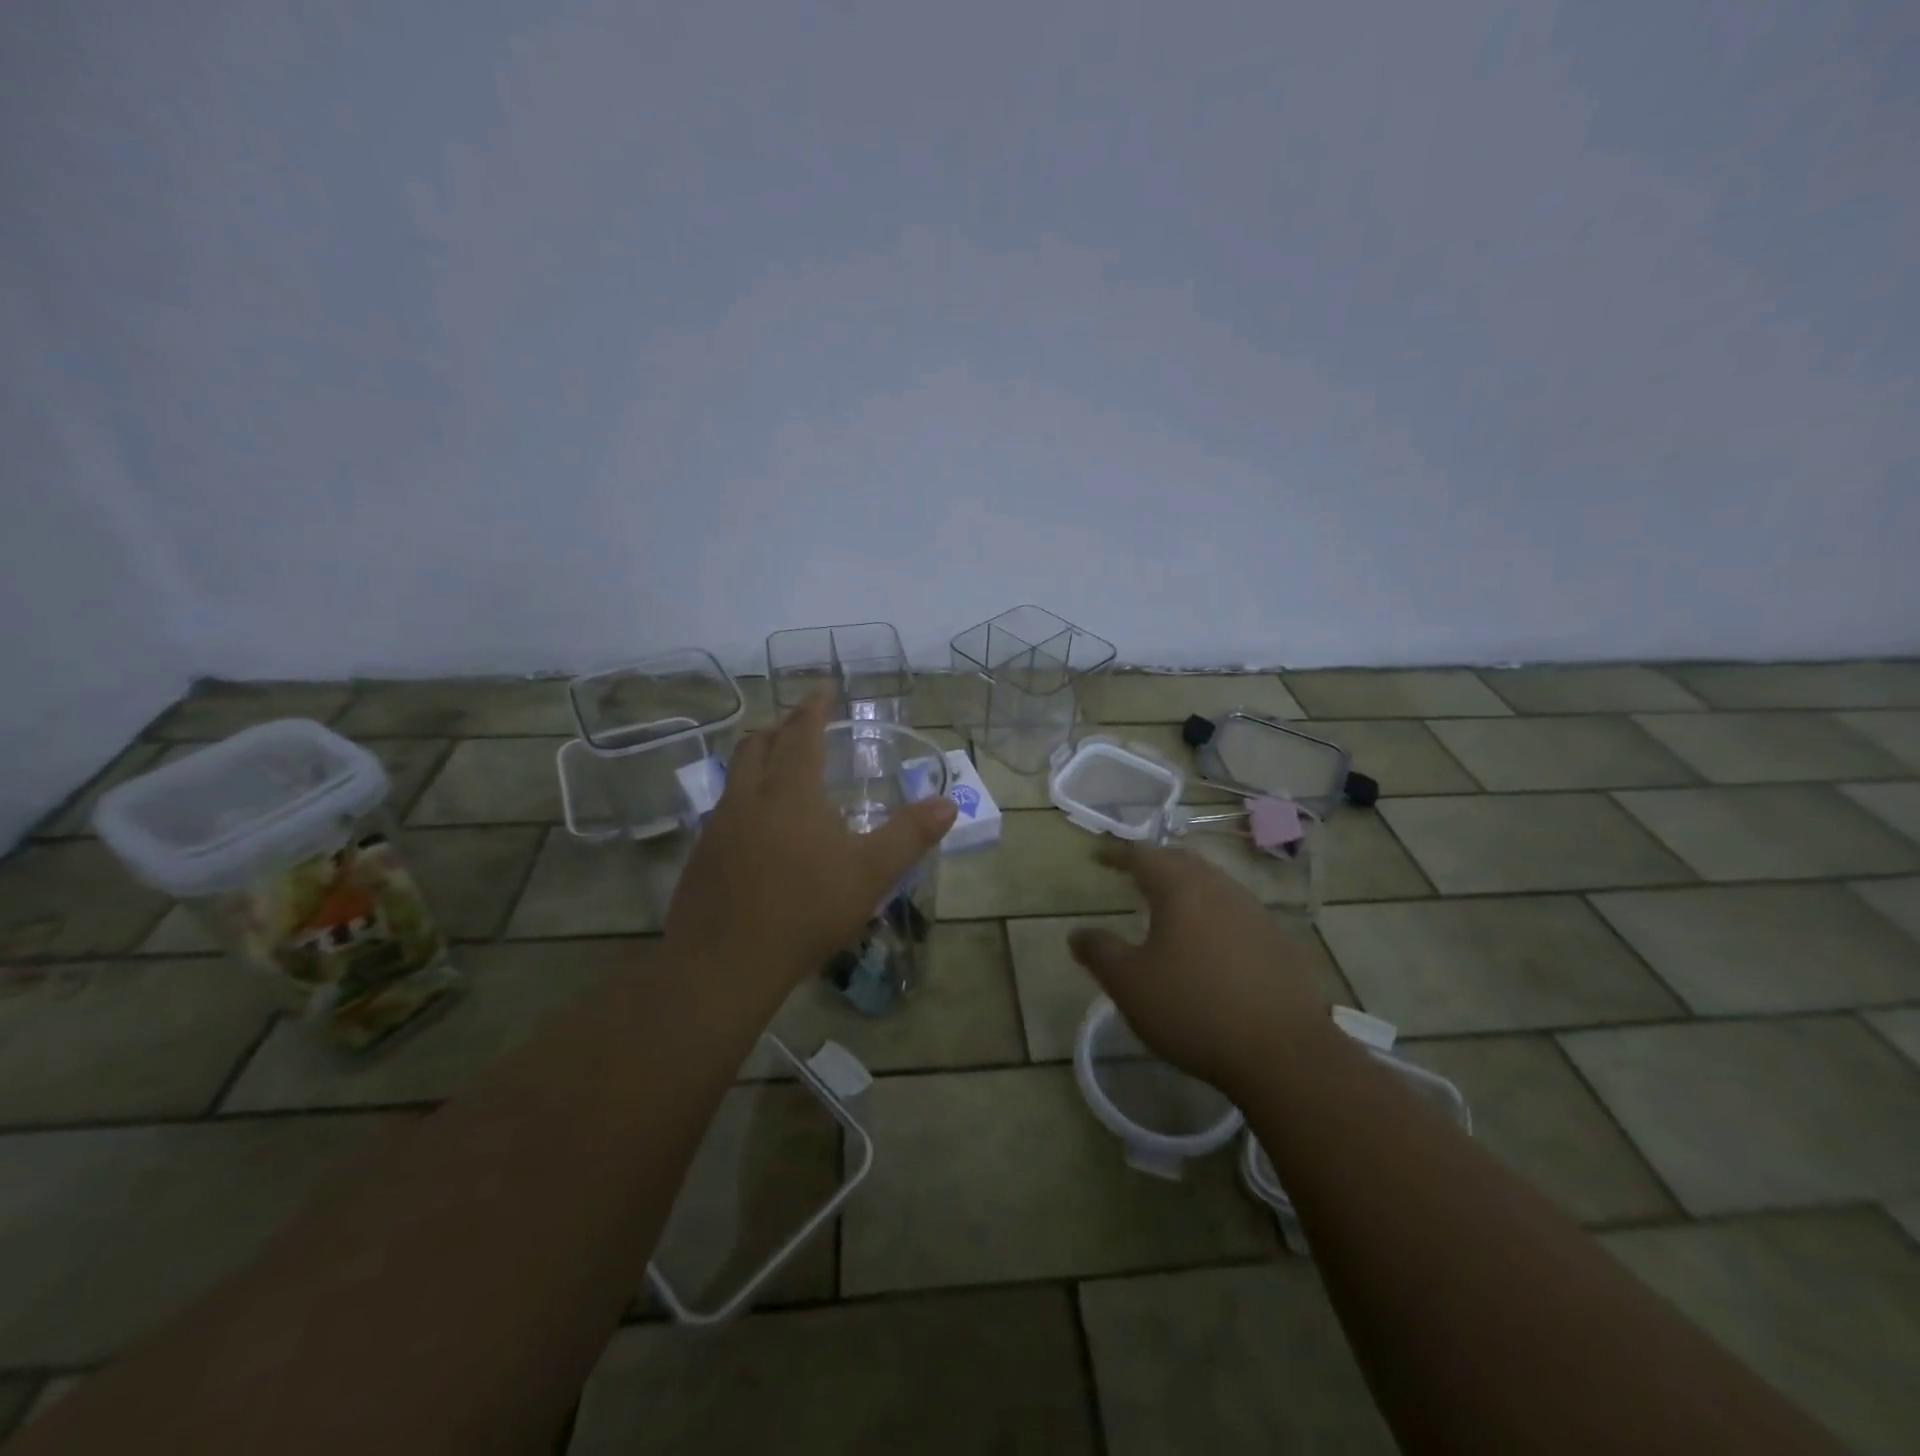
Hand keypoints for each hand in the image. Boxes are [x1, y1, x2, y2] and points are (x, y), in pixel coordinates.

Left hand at [664, 691, 957, 1000]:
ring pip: (736, 775)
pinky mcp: (701, 857)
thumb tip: (949, 803)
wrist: (724, 963)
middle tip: (798, 724)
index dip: (814, 706)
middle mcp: (748, 797)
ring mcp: (718, 826)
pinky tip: (758, 828)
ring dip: (757, 759)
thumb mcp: (870, 873)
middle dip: (779, 727)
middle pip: (757, 744)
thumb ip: (910, 835)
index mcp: (790, 790)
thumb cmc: (805, 909)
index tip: (825, 687)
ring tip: (778, 768)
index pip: (801, 732)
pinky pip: (724, 810)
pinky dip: (744, 799)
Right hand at [1069, 839, 1335, 1094]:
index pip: (1143, 855)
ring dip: (1187, 887)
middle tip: (1134, 874)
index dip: (1118, 854)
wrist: (1283, 1053)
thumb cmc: (1193, 1009)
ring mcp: (1254, 913)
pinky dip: (1212, 914)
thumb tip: (1077, 933)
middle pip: (1182, 862)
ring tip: (1169, 906)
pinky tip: (1209, 942)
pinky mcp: (1278, 942)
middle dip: (1155, 864)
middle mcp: (1220, 889)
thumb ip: (1099, 952)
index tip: (1099, 858)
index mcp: (1181, 889)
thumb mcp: (1129, 984)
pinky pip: (1236, 912)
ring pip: (1213, 885)